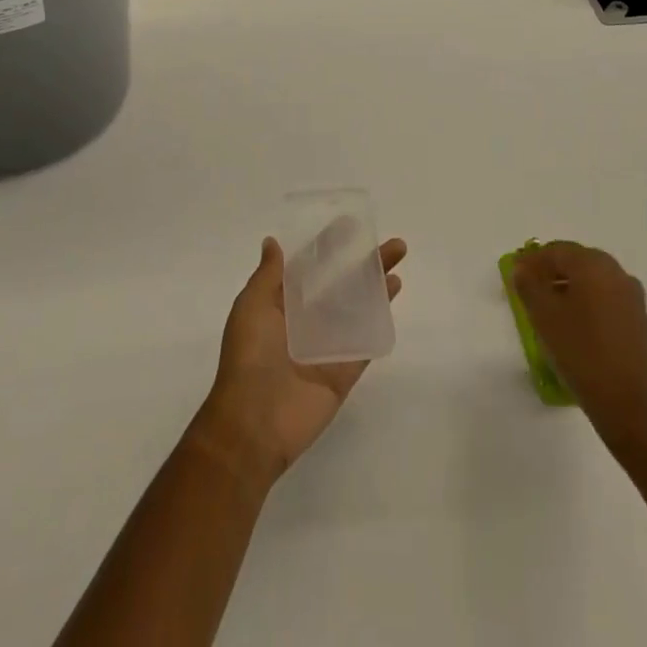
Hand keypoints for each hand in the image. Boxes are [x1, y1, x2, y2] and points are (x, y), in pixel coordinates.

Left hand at [188, 236, 407, 488]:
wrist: (254, 423)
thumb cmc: (249, 357)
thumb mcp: (251, 306)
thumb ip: (268, 276)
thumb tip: (272, 242)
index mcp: (281, 304)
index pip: (309, 267)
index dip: (328, 245)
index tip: (350, 224)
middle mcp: (306, 322)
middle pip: (341, 284)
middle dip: (363, 262)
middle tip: (391, 244)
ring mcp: (327, 347)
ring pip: (357, 310)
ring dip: (376, 287)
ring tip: (397, 265)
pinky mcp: (343, 372)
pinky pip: (364, 344)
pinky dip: (378, 323)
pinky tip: (392, 299)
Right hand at [512, 242, 646, 449]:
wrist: (632, 407)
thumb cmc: (582, 353)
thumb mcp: (544, 316)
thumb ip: (528, 285)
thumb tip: (523, 269)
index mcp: (593, 264)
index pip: (555, 251)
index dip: (531, 260)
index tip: (513, 274)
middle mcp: (616, 272)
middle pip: (576, 261)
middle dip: (550, 271)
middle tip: (528, 288)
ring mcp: (631, 297)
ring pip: (591, 281)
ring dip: (568, 287)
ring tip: (548, 308)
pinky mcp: (639, 321)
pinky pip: (605, 299)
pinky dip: (586, 302)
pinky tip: (573, 325)